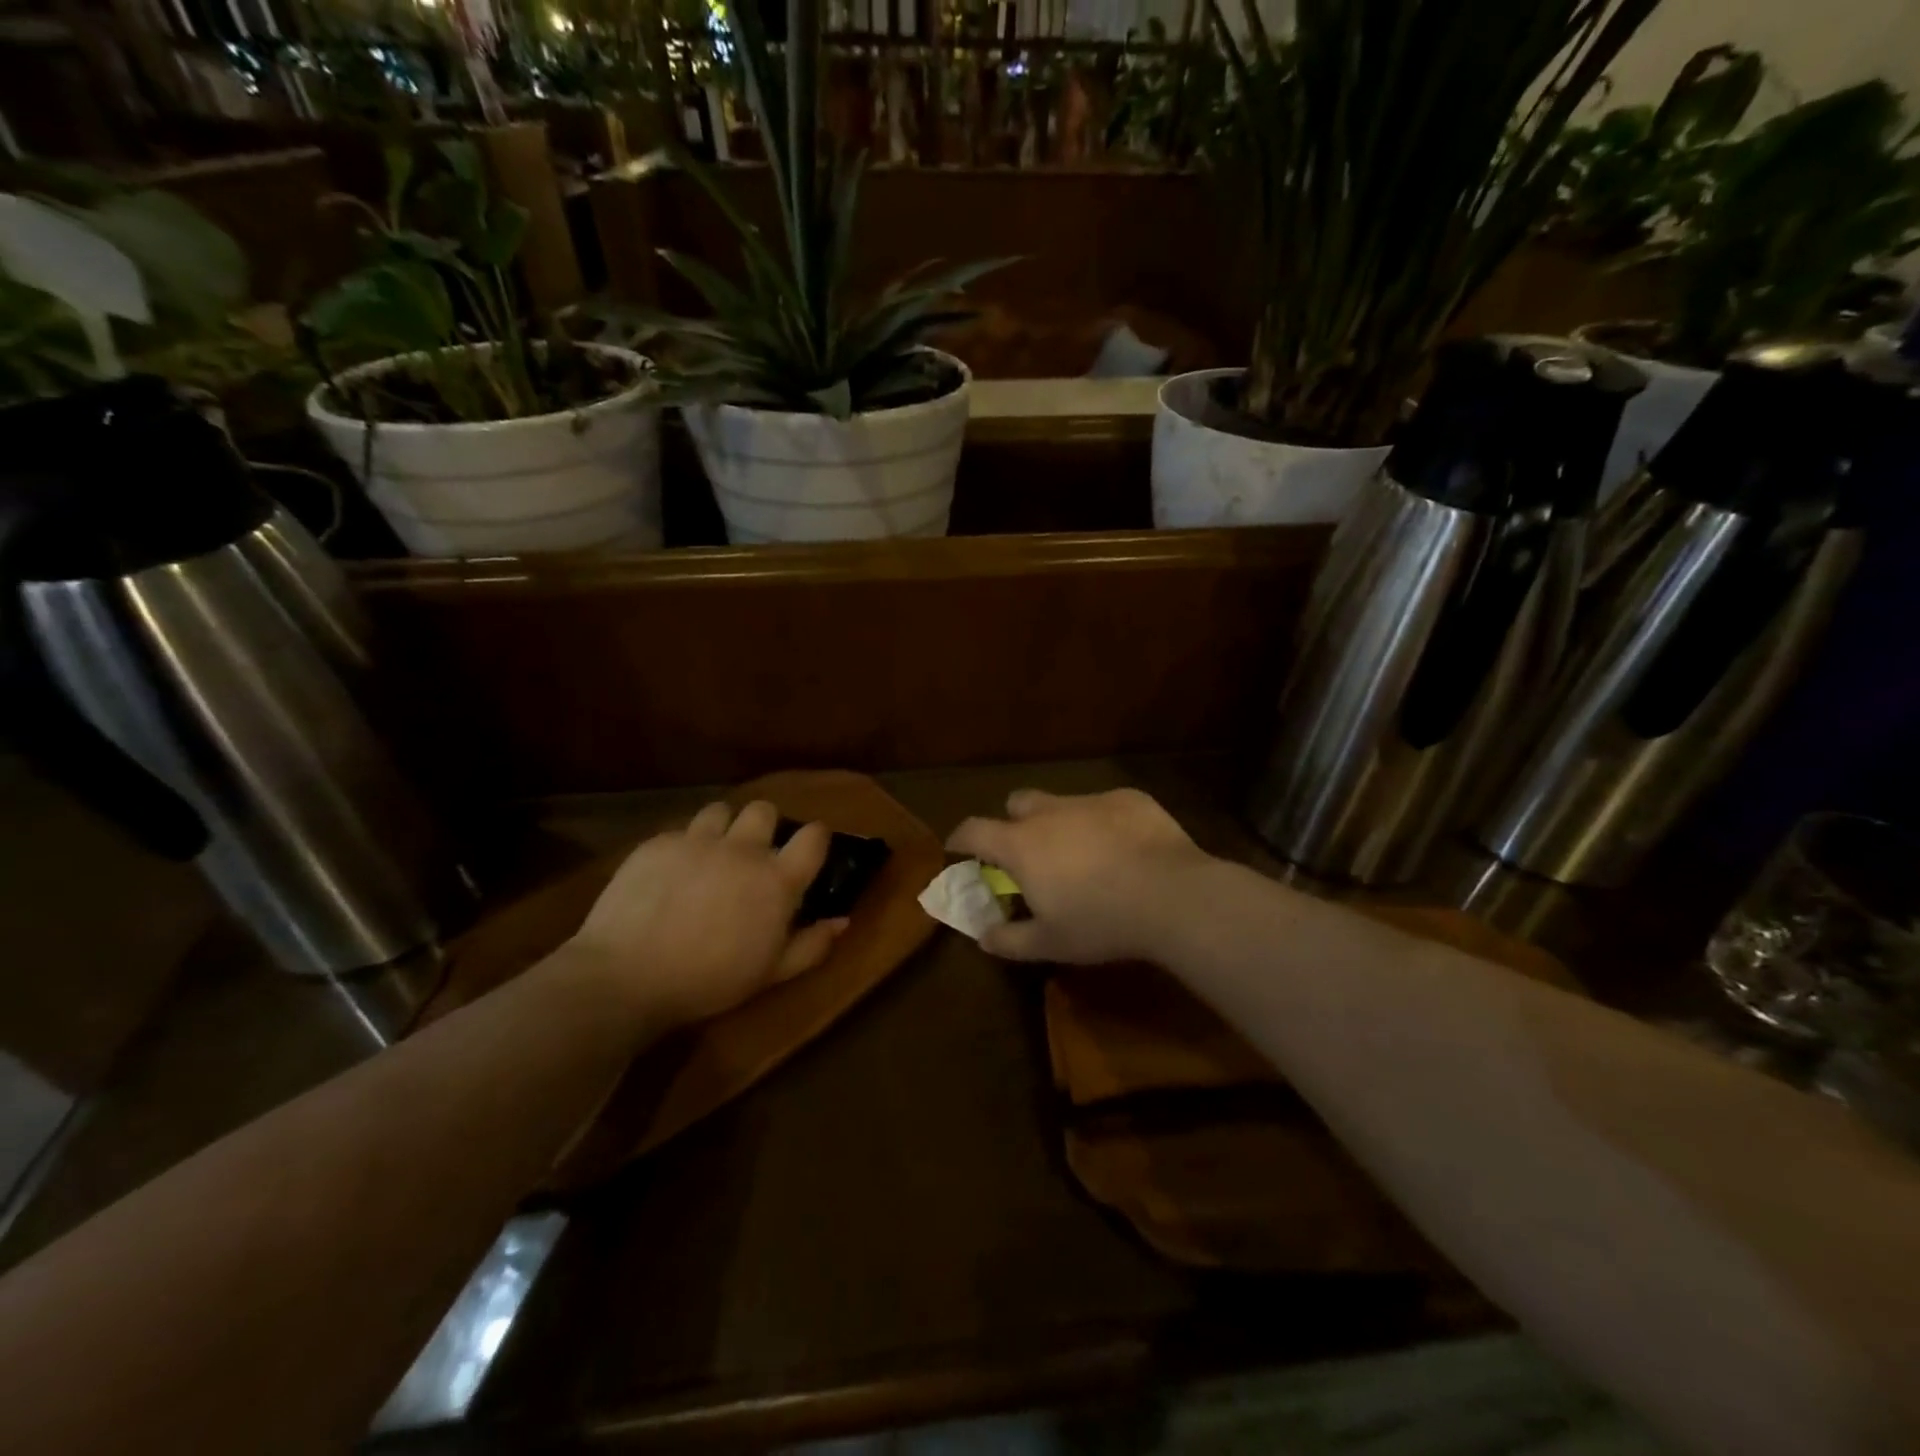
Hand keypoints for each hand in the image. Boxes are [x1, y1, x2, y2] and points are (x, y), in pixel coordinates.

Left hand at [565, 800, 846, 1026]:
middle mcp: (742, 849)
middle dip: (764, 825)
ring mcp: (697, 841)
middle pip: (764, 810)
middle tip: (753, 854)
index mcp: (776, 880)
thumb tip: (842, 921)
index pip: (813, 836)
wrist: (626, 977)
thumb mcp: (770, 974)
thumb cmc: (708, 981)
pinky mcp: (657, 843)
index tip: (809, 850)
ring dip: (723, 828)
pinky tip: (670, 874)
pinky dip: (683, 846)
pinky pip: (680, 830)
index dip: (816, 837)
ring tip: (710, 855)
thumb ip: (811, 945)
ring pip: (720, 810)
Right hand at [945, 788, 1212, 963]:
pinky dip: (1104, 823)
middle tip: (1030, 854)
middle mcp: (1050, 813)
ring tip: (1084, 855)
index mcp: (1022, 844)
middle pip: (1017, 803)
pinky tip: (1126, 849)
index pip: (974, 830)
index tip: (959, 850)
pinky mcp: (1129, 799)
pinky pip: (1105, 806)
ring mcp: (1091, 800)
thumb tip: (984, 936)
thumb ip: (1009, 939)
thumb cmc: (1101, 922)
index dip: (961, 839)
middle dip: (1014, 823)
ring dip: (1061, 823)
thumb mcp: (1050, 943)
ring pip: (1063, 802)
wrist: (1173, 896)